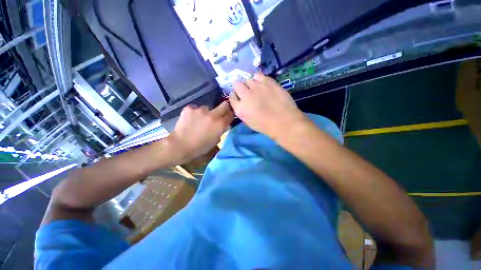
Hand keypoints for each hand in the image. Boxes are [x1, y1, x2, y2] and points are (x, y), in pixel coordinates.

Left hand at [169, 101, 233, 162]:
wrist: (181, 145)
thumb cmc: (201, 146)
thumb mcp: (216, 140)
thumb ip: (222, 130)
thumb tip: (226, 124)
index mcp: (220, 124)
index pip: (231, 114)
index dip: (231, 114)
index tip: (229, 115)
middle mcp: (213, 114)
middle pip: (224, 105)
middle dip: (224, 108)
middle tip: (220, 113)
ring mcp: (201, 110)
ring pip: (208, 108)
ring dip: (207, 113)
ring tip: (200, 120)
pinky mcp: (190, 108)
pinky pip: (196, 108)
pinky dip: (196, 113)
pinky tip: (191, 119)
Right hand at [229, 72, 306, 139]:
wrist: (283, 121)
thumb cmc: (265, 126)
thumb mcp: (248, 122)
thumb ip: (242, 110)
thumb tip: (241, 102)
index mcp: (240, 108)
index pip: (231, 96)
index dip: (235, 96)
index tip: (238, 97)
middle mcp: (245, 95)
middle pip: (237, 84)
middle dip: (240, 87)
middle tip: (247, 91)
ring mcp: (256, 87)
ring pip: (248, 79)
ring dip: (250, 83)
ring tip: (257, 88)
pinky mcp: (267, 81)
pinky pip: (258, 75)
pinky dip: (259, 78)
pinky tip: (263, 83)